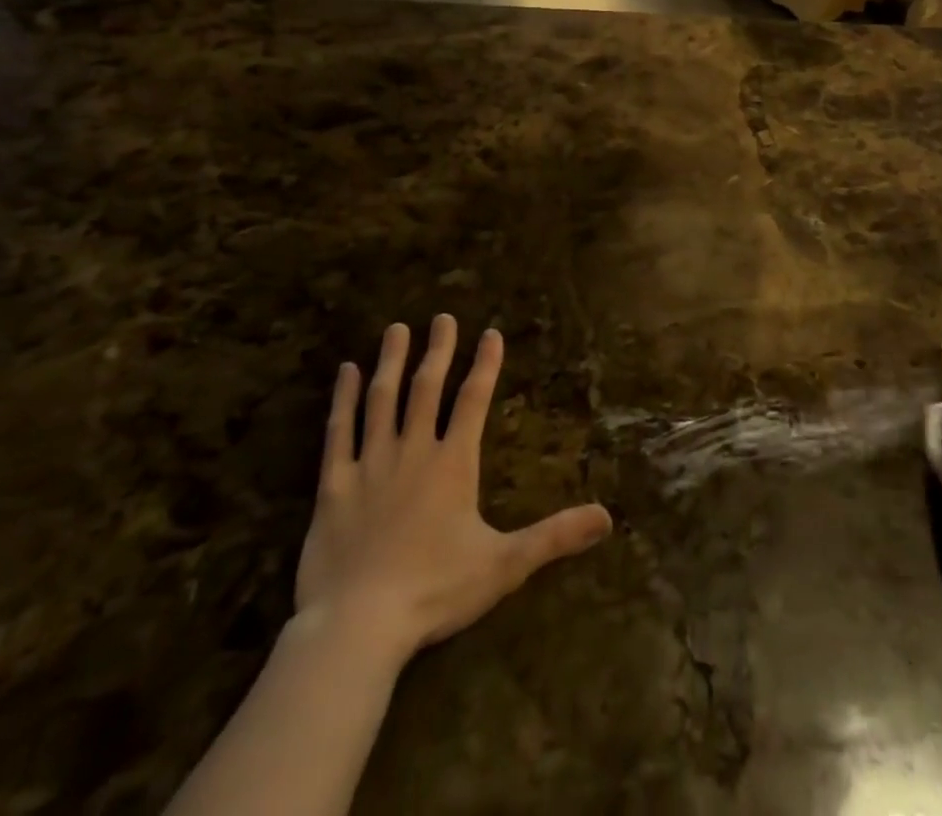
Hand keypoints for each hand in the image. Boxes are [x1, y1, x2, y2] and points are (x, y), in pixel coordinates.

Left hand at [293, 315, 612, 664]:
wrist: (358, 625)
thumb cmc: (435, 591)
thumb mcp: (504, 565)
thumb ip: (555, 536)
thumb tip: (607, 517)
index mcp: (453, 464)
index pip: (474, 400)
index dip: (485, 364)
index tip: (490, 333)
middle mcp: (413, 451)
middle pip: (427, 388)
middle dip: (438, 350)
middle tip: (442, 317)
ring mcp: (370, 464)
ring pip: (382, 399)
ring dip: (391, 362)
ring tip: (396, 329)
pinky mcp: (334, 485)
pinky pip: (339, 432)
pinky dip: (343, 399)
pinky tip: (345, 372)